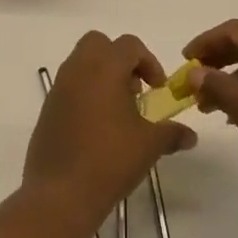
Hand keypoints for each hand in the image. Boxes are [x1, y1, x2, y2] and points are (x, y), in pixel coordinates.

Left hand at [26, 32, 195, 220]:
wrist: (60, 194)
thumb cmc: (110, 160)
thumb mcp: (149, 145)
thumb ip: (172, 134)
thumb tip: (190, 136)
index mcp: (104, 68)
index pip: (129, 45)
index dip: (149, 62)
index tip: (157, 88)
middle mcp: (78, 70)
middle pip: (98, 43)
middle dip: (120, 59)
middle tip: (135, 90)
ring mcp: (58, 89)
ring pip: (81, 63)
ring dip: (101, 76)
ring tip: (118, 111)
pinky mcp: (47, 110)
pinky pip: (69, 87)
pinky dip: (85, 94)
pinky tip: (98, 128)